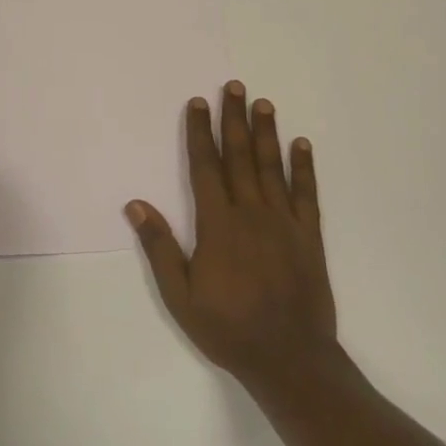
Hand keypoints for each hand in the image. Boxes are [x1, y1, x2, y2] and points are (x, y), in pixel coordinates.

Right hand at [127, 81, 336, 381]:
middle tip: (235, 86)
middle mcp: (251, 213)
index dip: (200, 133)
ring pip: (272, 167)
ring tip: (263, 103)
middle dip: (234, 119)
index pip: (206, 167)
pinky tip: (301, 144)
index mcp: (218, 225)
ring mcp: (284, 222)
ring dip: (266, 133)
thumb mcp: (180, 296)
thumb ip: (160, 247)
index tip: (198, 103)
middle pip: (240, 156)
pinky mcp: (309, 236)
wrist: (289, 358)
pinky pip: (307, 194)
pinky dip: (303, 167)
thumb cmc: (228, 328)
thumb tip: (136, 205)